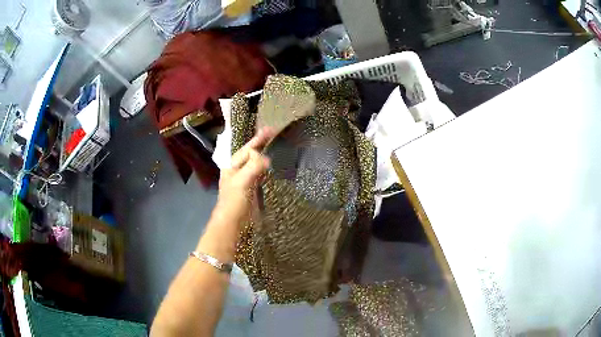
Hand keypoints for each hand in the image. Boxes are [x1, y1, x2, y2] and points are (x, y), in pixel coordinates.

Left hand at [210, 127, 273, 229]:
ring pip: (256, 163)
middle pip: (251, 154)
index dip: (258, 140)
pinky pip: (260, 174)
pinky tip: (274, 166)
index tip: (270, 130)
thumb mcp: (242, 181)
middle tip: (274, 133)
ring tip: (275, 146)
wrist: (233, 223)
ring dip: (265, 154)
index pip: (247, 149)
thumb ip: (253, 166)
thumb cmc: (234, 201)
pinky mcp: (252, 189)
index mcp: (232, 166)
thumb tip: (266, 157)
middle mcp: (237, 170)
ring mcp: (245, 180)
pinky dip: (267, 167)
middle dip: (261, 144)